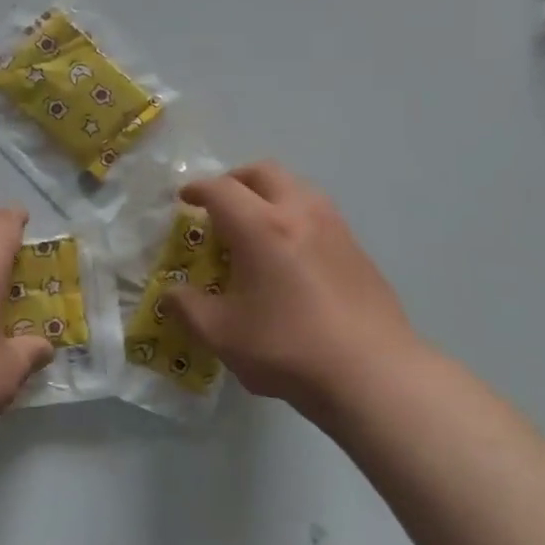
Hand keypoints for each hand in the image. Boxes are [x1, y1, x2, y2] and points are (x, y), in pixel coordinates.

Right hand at [168, 161, 427, 418]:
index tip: (185, 199)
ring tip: (254, 224)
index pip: (221, 189)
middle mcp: (299, 212)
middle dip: (234, 180)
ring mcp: (334, 226)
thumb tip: (171, 294)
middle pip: (263, 172)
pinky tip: (290, 252)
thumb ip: (188, 308)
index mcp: (261, 226)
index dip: (197, 189)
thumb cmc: (288, 348)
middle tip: (219, 204)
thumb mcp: (222, 334)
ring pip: (296, 186)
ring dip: (268, 193)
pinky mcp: (356, 246)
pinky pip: (317, 211)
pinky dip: (293, 214)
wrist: (372, 372)